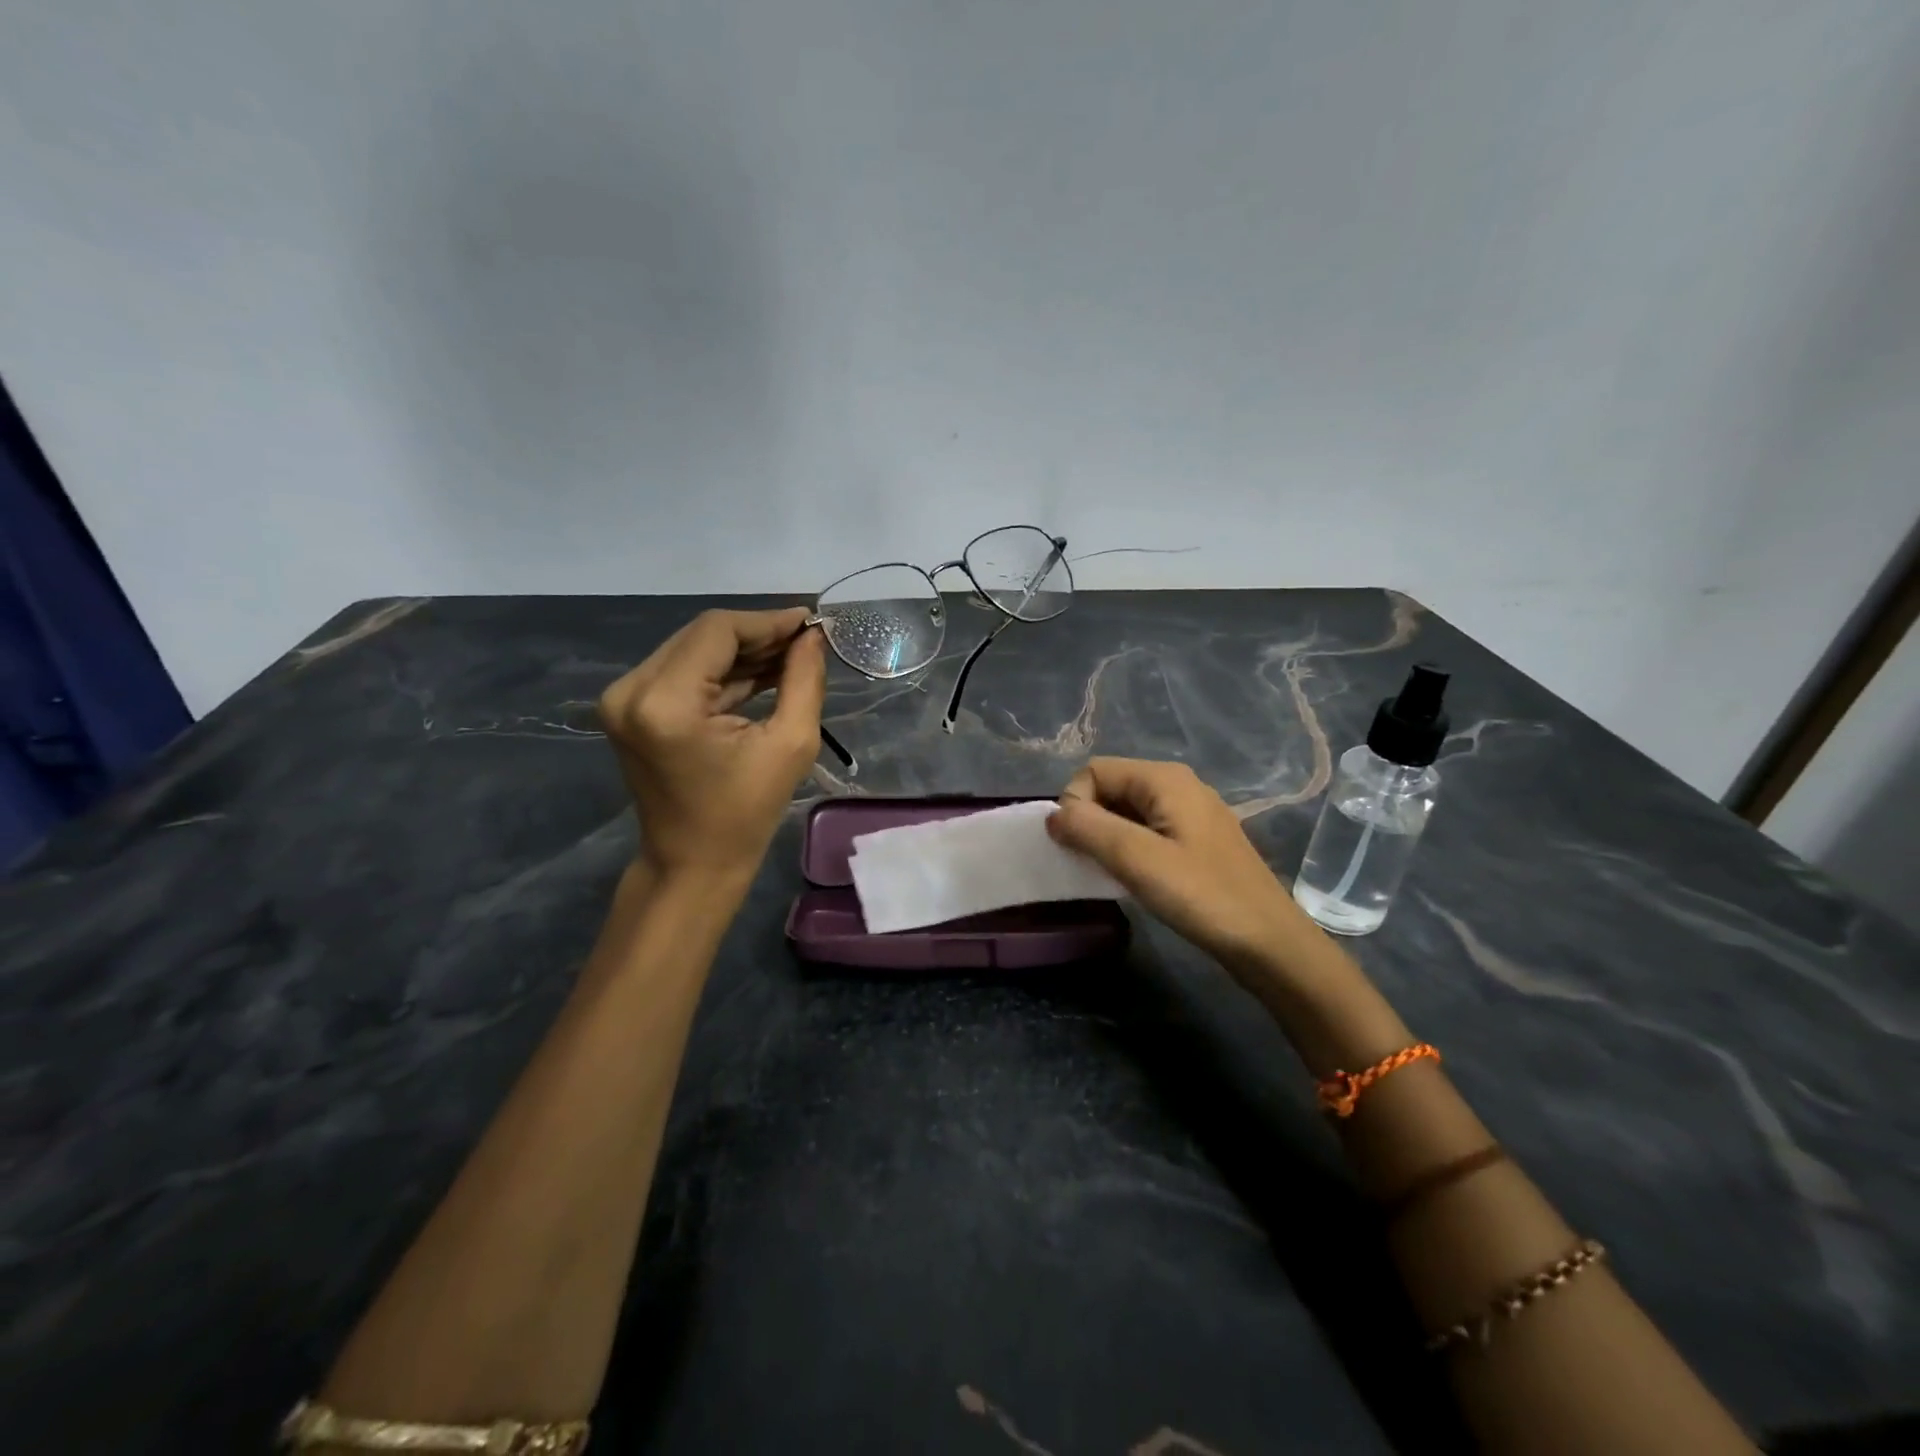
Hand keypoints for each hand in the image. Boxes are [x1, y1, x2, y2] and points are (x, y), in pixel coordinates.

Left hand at [599, 607, 825, 885]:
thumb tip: (813, 636)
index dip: (767, 622)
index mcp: (665, 702)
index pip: (718, 631)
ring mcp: (624, 698)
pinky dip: (722, 670)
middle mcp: (632, 689)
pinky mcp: (629, 707)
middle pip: (702, 635)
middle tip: (805, 641)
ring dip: (742, 651)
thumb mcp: (790, 744)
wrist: (692, 863)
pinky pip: (683, 671)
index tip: (810, 623)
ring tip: (791, 656)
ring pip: (693, 649)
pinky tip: (763, 671)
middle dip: (757, 634)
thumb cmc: (745, 814)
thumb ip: (804, 680)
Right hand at [1047, 757, 1331, 981]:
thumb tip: (1052, 815)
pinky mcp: (1198, 841)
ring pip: (1127, 812)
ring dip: (1108, 839)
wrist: (1269, 942)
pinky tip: (1136, 880)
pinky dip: (1130, 849)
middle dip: (1090, 821)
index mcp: (1164, 778)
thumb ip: (1088, 829)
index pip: (1094, 771)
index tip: (1079, 847)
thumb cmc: (1202, 896)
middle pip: (1111, 787)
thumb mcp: (1137, 859)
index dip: (1076, 804)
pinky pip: (1148, 831)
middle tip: (1092, 864)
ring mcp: (1191, 813)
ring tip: (1112, 874)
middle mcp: (1178, 785)